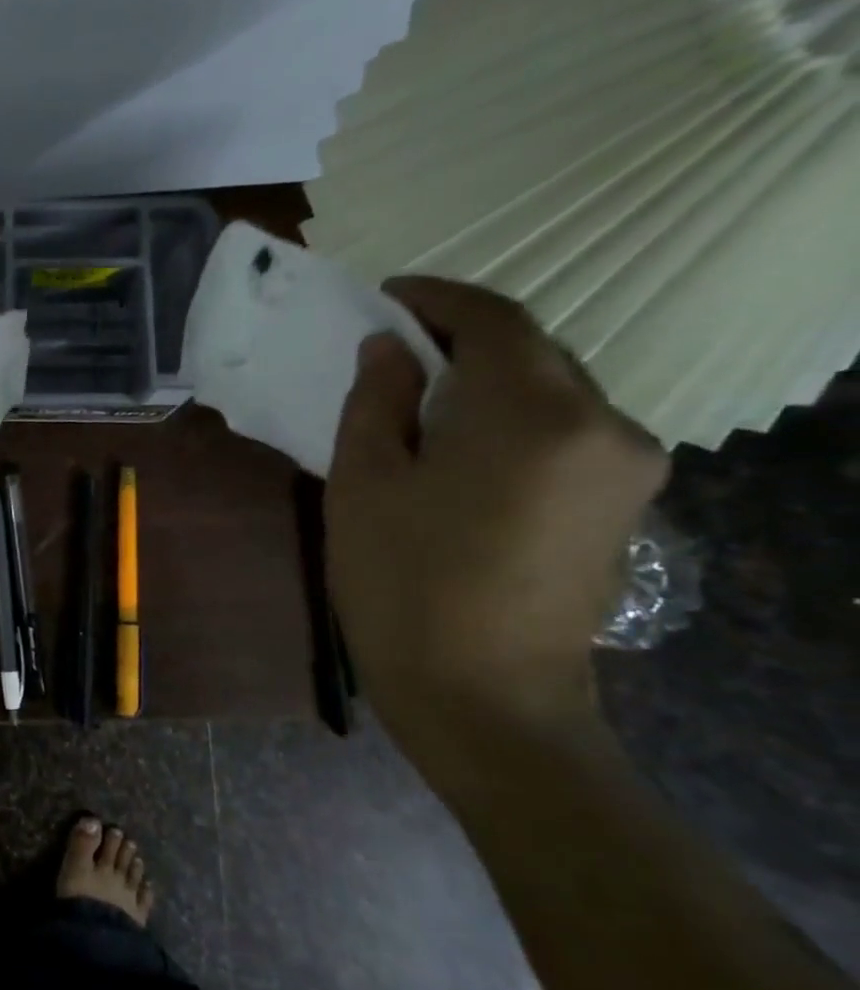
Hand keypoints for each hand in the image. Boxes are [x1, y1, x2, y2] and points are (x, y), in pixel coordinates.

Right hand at [325, 278, 668, 762]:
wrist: (482, 695)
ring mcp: (626, 468)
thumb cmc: (403, 584)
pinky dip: (513, 420)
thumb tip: (389, 349)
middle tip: (393, 351)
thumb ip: (377, 401)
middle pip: (533, 352)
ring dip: (488, 382)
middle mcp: (605, 424)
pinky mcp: (624, 505)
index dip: (436, 297)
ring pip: (552, 392)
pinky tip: (464, 449)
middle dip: (461, 340)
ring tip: (422, 401)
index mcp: (535, 413)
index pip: (494, 320)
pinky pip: (566, 433)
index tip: (387, 295)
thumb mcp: (364, 484)